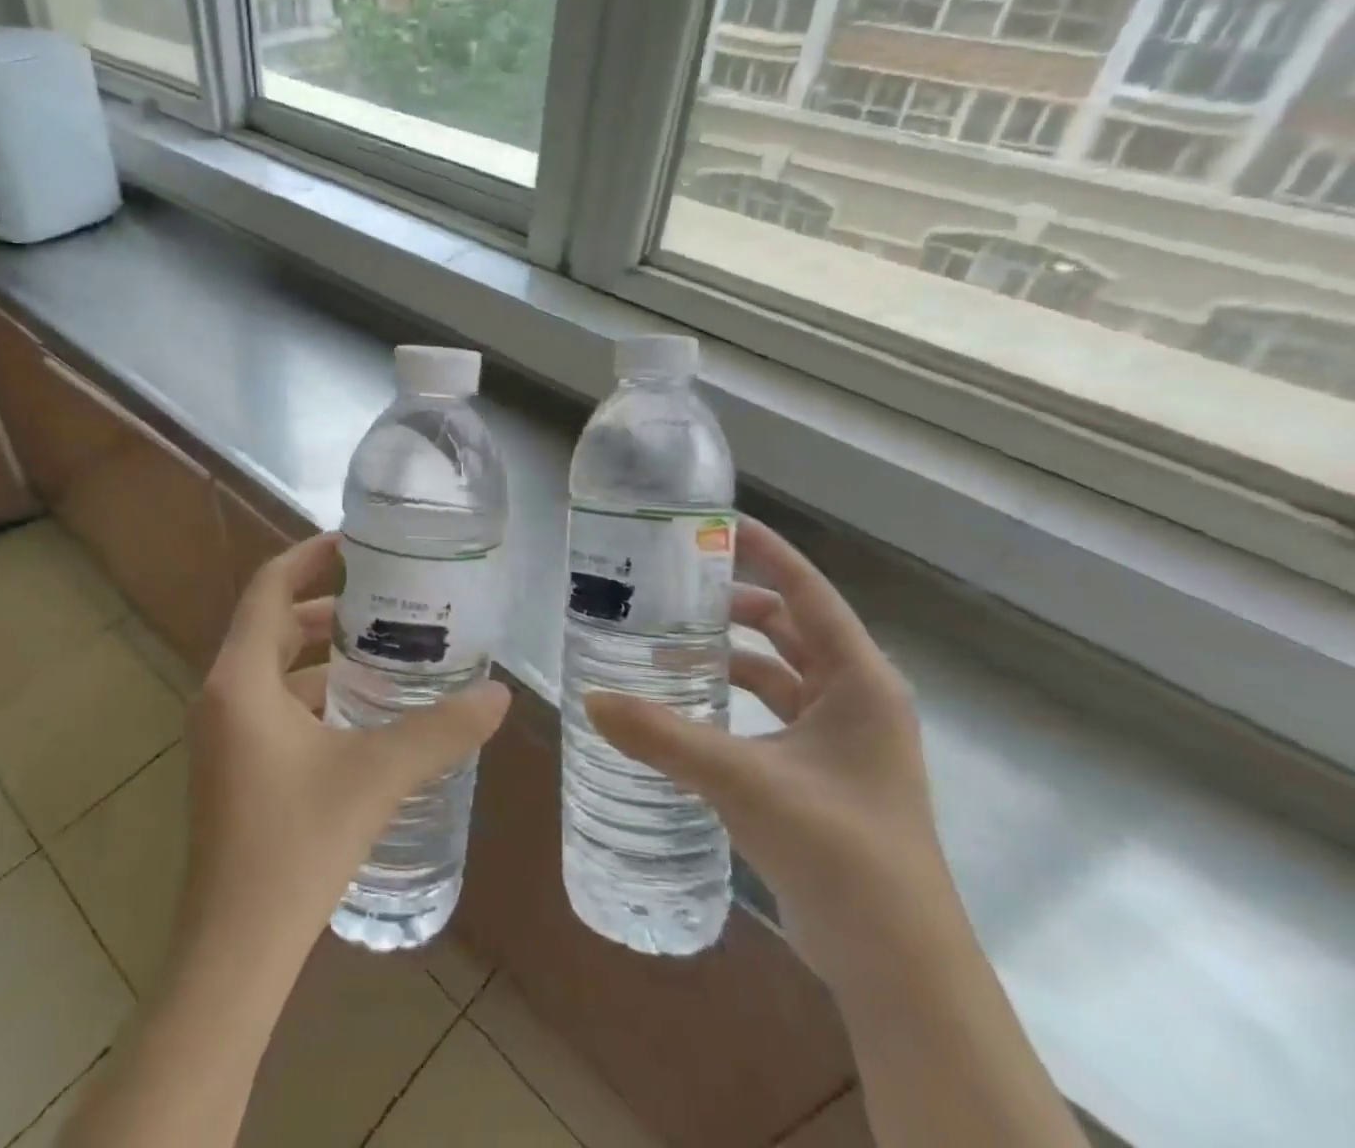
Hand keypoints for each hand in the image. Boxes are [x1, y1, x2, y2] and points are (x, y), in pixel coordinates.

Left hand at [175, 532, 511, 973]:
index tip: (353, 540)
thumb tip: (498, 696)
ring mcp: (223, 735)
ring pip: (273, 669)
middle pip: (272, 625)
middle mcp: (222, 696)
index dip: (308, 556)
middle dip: (325, 606)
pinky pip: (273, 706)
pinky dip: (313, 694)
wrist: (234, 952)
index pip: (268, 589)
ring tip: (383, 650)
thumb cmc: (295, 846)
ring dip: (321, 655)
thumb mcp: (376, 776)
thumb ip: (439, 731)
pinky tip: (361, 713)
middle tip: (384, 598)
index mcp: (240, 679)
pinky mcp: (233, 767)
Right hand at [586, 516, 947, 988]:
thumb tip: (591, 700)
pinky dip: (733, 698)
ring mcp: (841, 738)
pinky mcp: (821, 773)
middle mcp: (856, 698)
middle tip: (673, 587)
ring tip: (668, 641)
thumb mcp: (744, 781)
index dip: (766, 551)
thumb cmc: (839, 851)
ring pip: (779, 671)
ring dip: (730, 653)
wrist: (896, 965)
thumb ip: (664, 737)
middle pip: (790, 626)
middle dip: (735, 602)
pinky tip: (687, 706)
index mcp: (860, 680)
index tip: (714, 523)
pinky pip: (772, 712)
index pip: (808, 591)